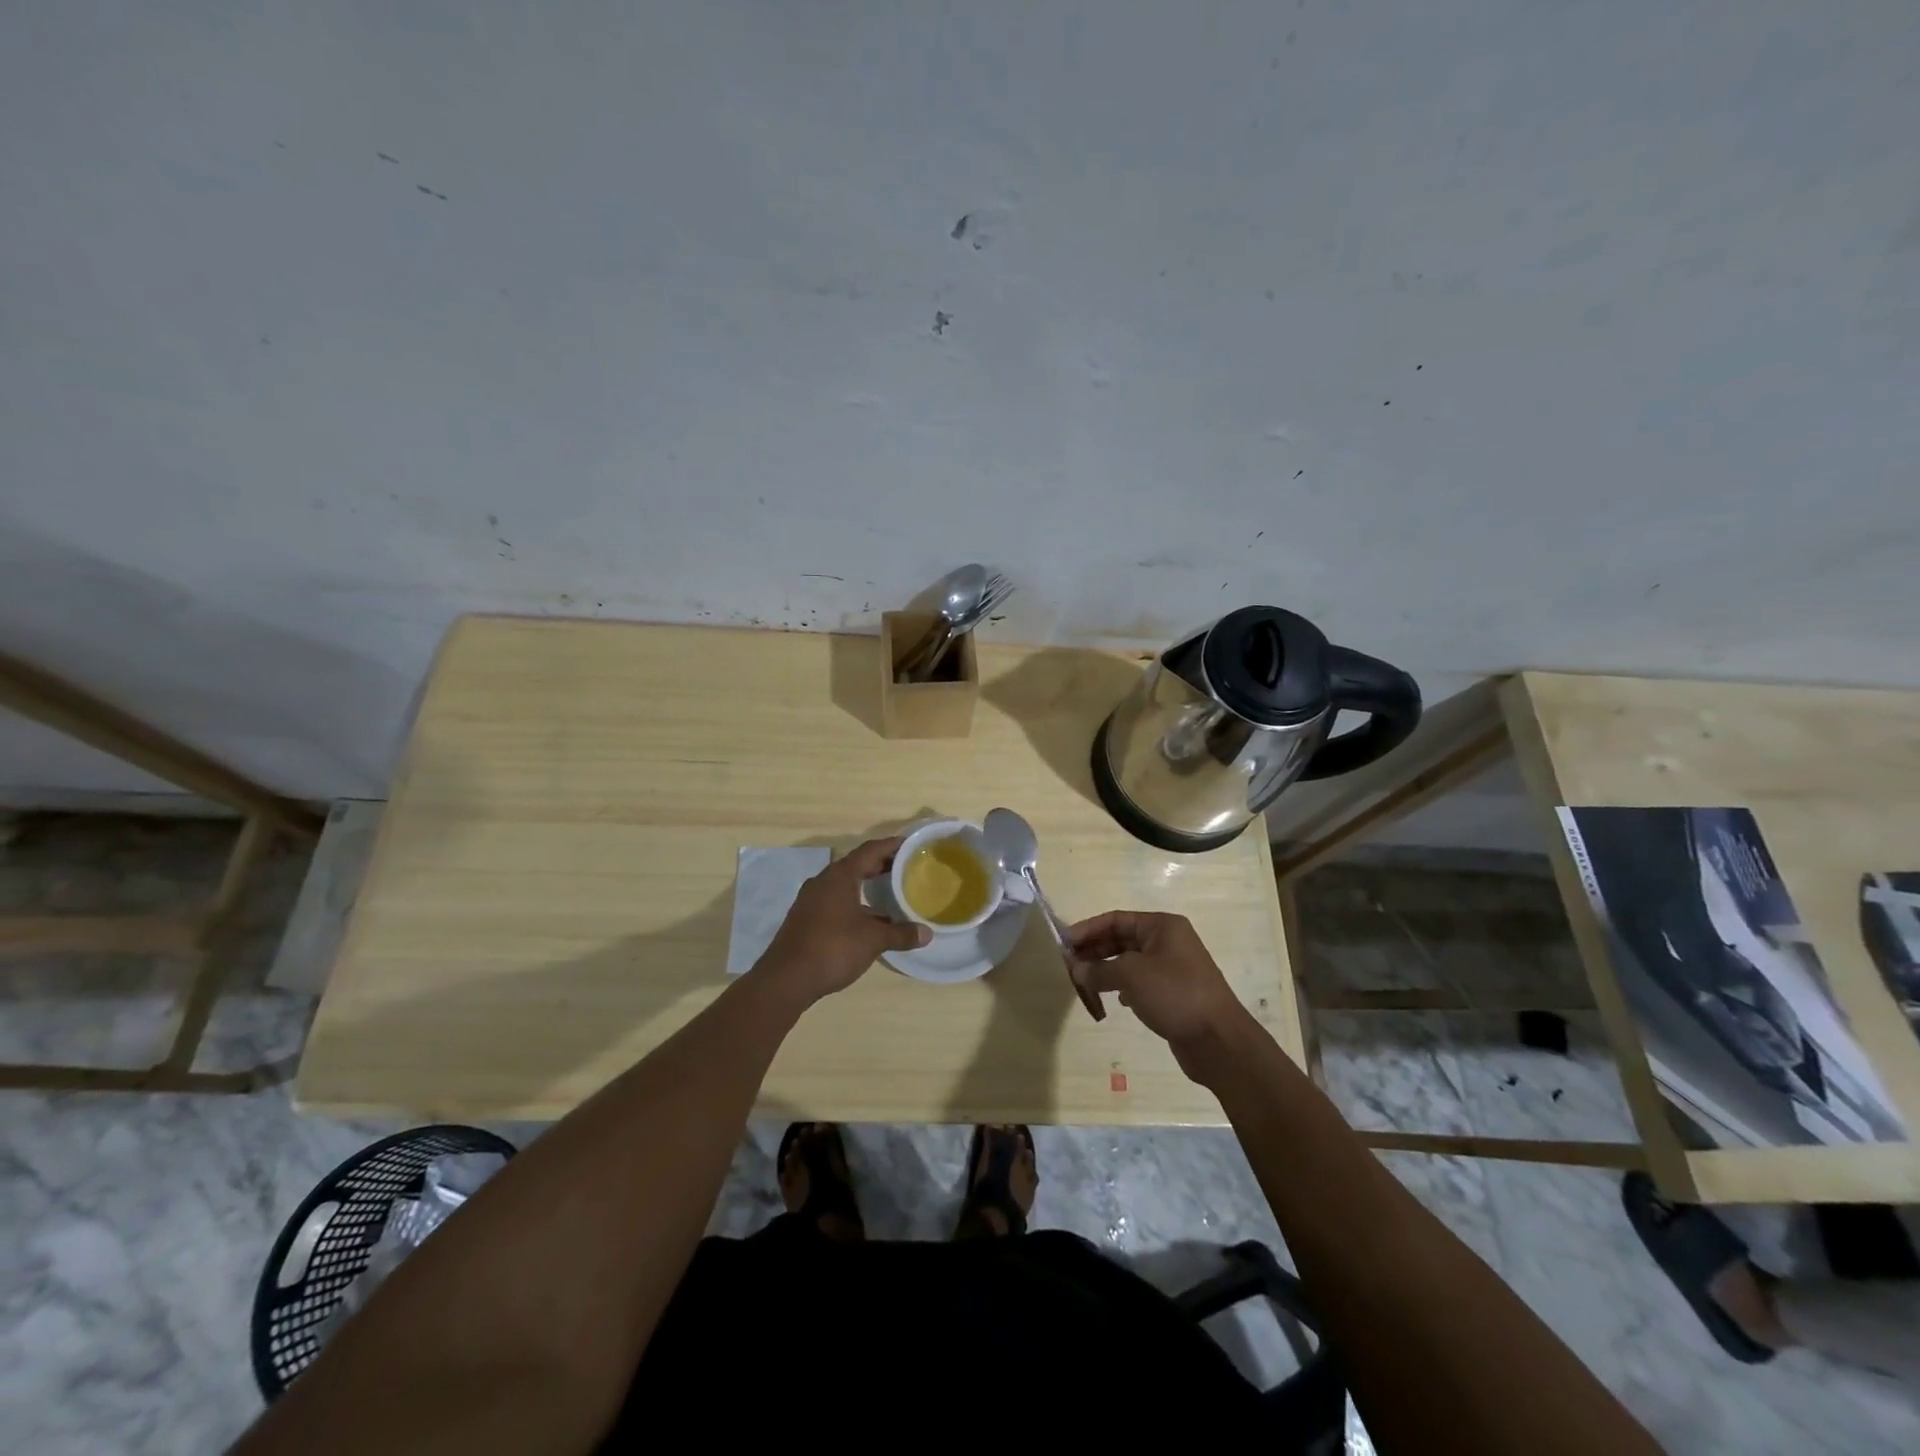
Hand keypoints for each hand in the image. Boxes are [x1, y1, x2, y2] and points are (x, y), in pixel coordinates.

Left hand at [755, 836, 929, 1002]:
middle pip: (856, 865)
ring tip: (890, 893)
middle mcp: (823, 881)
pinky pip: (835, 901)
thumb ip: (900, 934)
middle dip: (880, 865)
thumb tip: (927, 933)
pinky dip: (854, 903)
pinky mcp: (805, 918)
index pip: (870, 850)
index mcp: (840, 876)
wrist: (786, 979)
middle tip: (905, 867)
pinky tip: (868, 920)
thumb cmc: (833, 948)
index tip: (910, 845)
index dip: (891, 846)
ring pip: (844, 884)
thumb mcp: (873, 940)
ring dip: (866, 886)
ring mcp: (811, 900)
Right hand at [1068, 911, 1258, 1080]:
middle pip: (1121, 939)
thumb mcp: (1131, 976)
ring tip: (1084, 984)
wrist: (1219, 1041)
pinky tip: (1114, 1001)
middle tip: (1068, 966)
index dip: (1087, 930)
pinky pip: (1139, 982)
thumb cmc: (1175, 994)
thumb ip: (1099, 969)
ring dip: (1106, 970)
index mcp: (1162, 926)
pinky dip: (1122, 987)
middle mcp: (1168, 941)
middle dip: (1094, 951)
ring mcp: (1173, 968)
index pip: (1115, 919)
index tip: (1063, 944)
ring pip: (1129, 962)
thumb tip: (1075, 969)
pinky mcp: (1174, 993)